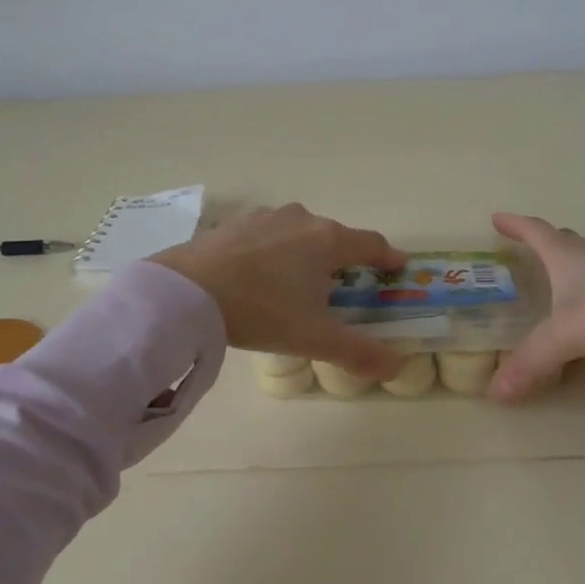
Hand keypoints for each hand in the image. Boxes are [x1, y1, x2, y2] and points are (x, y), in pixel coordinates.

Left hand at [153, 204, 409, 378]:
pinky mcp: (233, 223)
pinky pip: (265, 235)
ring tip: (297, 278)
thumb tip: (395, 366)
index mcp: (326, 240)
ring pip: (297, 231)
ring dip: (304, 250)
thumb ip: (356, 351)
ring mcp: (264, 217)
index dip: (387, 255)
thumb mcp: (312, 337)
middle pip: (332, 235)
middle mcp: (300, 219)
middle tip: (342, 282)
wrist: (187, 290)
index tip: (397, 264)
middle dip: (341, 256)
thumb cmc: (261, 309)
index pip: (370, 243)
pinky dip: (271, 249)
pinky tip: (258, 271)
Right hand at [487, 212, 584, 400]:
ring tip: (559, 286)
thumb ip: (532, 362)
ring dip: (572, 271)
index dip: (514, 225)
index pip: (535, 232)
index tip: (497, 218)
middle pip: (565, 243)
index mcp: (568, 255)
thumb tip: (494, 393)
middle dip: (544, 243)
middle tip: (528, 248)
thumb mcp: (567, 335)